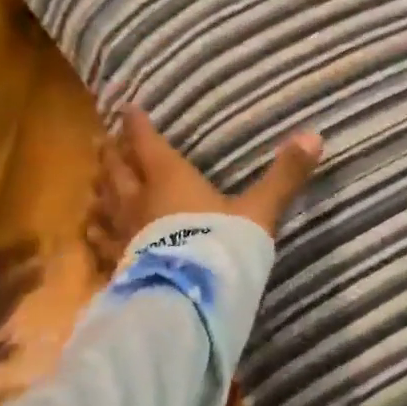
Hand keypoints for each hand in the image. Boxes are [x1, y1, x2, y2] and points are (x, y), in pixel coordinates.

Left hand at [86, 108, 323, 267]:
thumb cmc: (223, 245)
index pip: (147, 145)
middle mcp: (138, 200)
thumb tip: (315, 135)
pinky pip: (98, 242)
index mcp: (170, 180)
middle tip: (102, 138)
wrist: (189, 298)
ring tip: (94, 179)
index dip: (137, 125)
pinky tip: (91, 232)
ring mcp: (123, 234)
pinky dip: (94, 231)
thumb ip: (285, 175)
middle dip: (111, 152)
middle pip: (117, 170)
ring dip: (98, 187)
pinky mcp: (117, 263)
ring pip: (102, 202)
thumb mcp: (260, 210)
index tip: (125, 107)